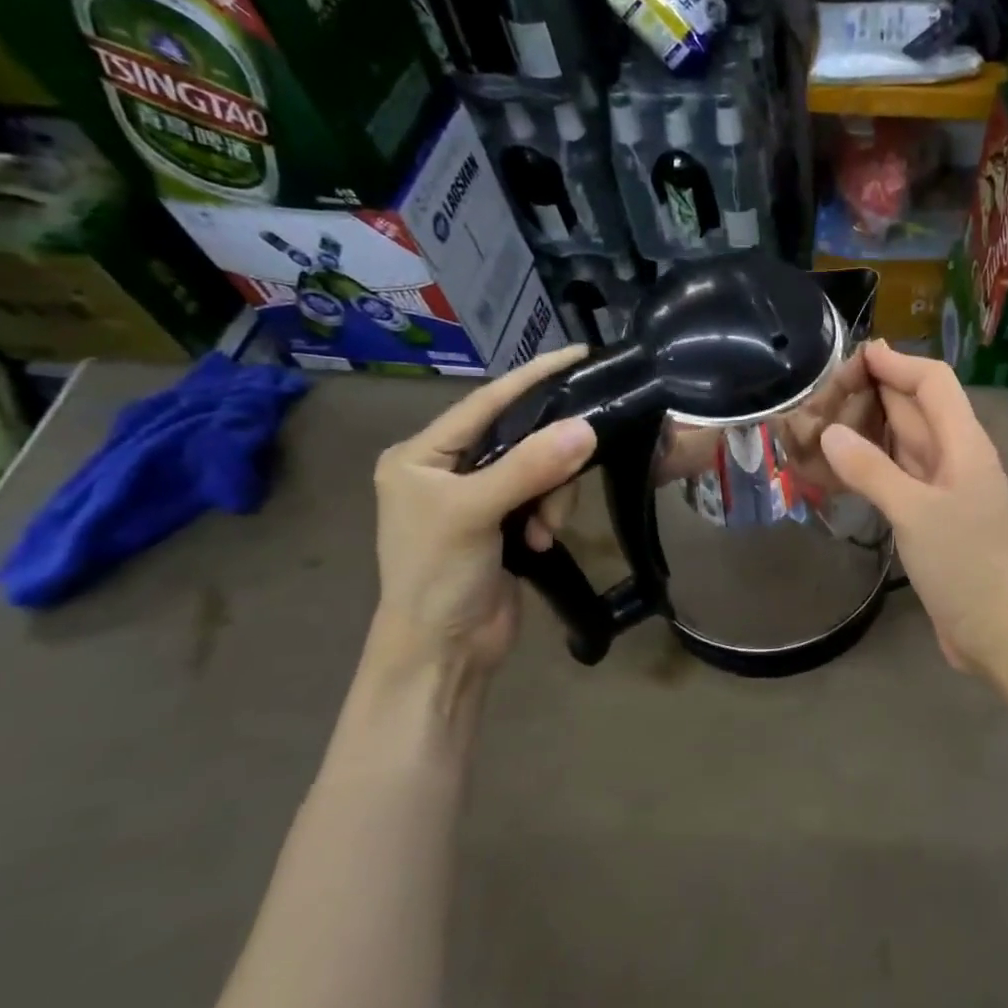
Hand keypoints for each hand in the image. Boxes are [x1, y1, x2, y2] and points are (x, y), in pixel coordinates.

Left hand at [368, 346, 597, 676]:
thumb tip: (586, 427)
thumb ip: (529, 468)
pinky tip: (541, 542)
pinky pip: (544, 497)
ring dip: (551, 496)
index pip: (486, 402)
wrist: (443, 653)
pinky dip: (550, 514)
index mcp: (421, 455)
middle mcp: (448, 469)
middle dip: (548, 459)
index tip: (580, 354)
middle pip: (519, 436)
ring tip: (542, 531)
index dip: (533, 378)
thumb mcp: (474, 514)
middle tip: (568, 477)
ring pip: (539, 469)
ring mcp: (479, 497)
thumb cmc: (437, 577)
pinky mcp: (504, 523)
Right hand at [820, 342, 1007, 675]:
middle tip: (827, 390)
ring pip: (907, 443)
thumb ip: (871, 470)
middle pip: (918, 409)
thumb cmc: (965, 566)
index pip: (933, 383)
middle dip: (878, 392)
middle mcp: (957, 457)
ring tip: (827, 420)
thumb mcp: (915, 513)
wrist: (1001, 631)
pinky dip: (875, 465)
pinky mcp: (935, 517)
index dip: (897, 364)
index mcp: (964, 444)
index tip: (855, 355)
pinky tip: (846, 466)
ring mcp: (947, 488)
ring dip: (873, 428)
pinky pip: (902, 475)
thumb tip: (829, 432)